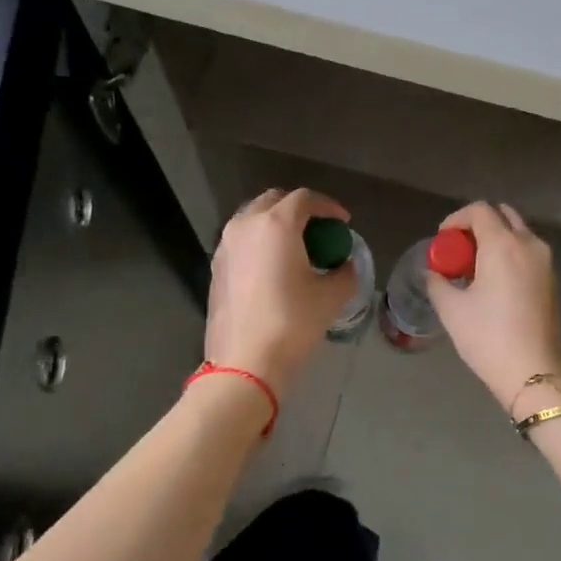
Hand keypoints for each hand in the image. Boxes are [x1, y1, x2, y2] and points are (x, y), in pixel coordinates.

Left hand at [205, 188, 357, 396]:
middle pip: (274, 201)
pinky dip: (260, 243)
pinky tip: (273, 268)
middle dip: (299, 209)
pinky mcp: (216, 267)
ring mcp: (225, 246)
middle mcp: (245, 226)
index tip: (343, 222)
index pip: (305, 198)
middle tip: (318, 230)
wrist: (245, 361)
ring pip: (253, 220)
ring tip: (296, 248)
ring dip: (276, 225)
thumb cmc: (292, 322)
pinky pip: (241, 242)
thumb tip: (344, 266)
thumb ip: (345, 273)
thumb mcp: (331, 297)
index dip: (328, 206)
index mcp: (276, 224)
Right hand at [428, 202, 560, 409]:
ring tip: (473, 268)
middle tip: (459, 250)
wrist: (534, 370)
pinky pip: (527, 253)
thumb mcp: (451, 309)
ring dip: (494, 240)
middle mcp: (528, 244)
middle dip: (477, 225)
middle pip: (502, 216)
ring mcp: (545, 262)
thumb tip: (434, 273)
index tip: (442, 240)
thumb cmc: (487, 336)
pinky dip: (508, 255)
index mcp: (503, 244)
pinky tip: (493, 282)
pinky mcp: (551, 280)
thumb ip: (438, 282)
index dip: (456, 219)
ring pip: (517, 234)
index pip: (479, 210)